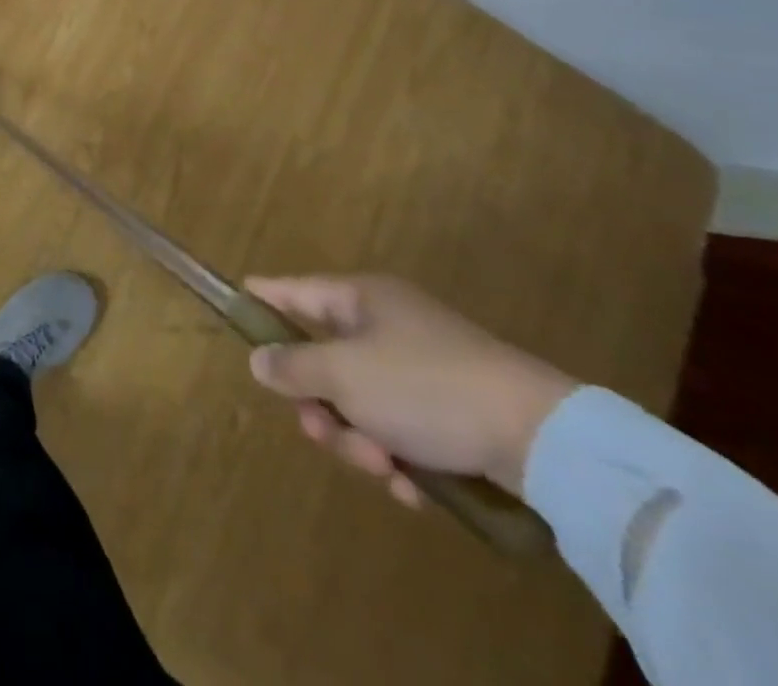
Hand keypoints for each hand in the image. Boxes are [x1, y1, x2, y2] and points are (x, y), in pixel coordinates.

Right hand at [244, 275, 575, 503]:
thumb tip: (258, 359)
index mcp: (360, 300)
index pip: (294, 290)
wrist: (542, 437)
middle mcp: (387, 325)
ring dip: (360, 440)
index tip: (235, 300)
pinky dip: (398, 458)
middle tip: (325, 433)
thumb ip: (292, 366)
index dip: (263, 297)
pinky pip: (400, 429)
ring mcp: (421, 367)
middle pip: (324, 361)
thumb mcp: (344, 375)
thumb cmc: (424, 387)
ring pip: (360, 403)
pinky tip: (413, 488)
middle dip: (321, 406)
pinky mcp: (450, 409)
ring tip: (386, 469)